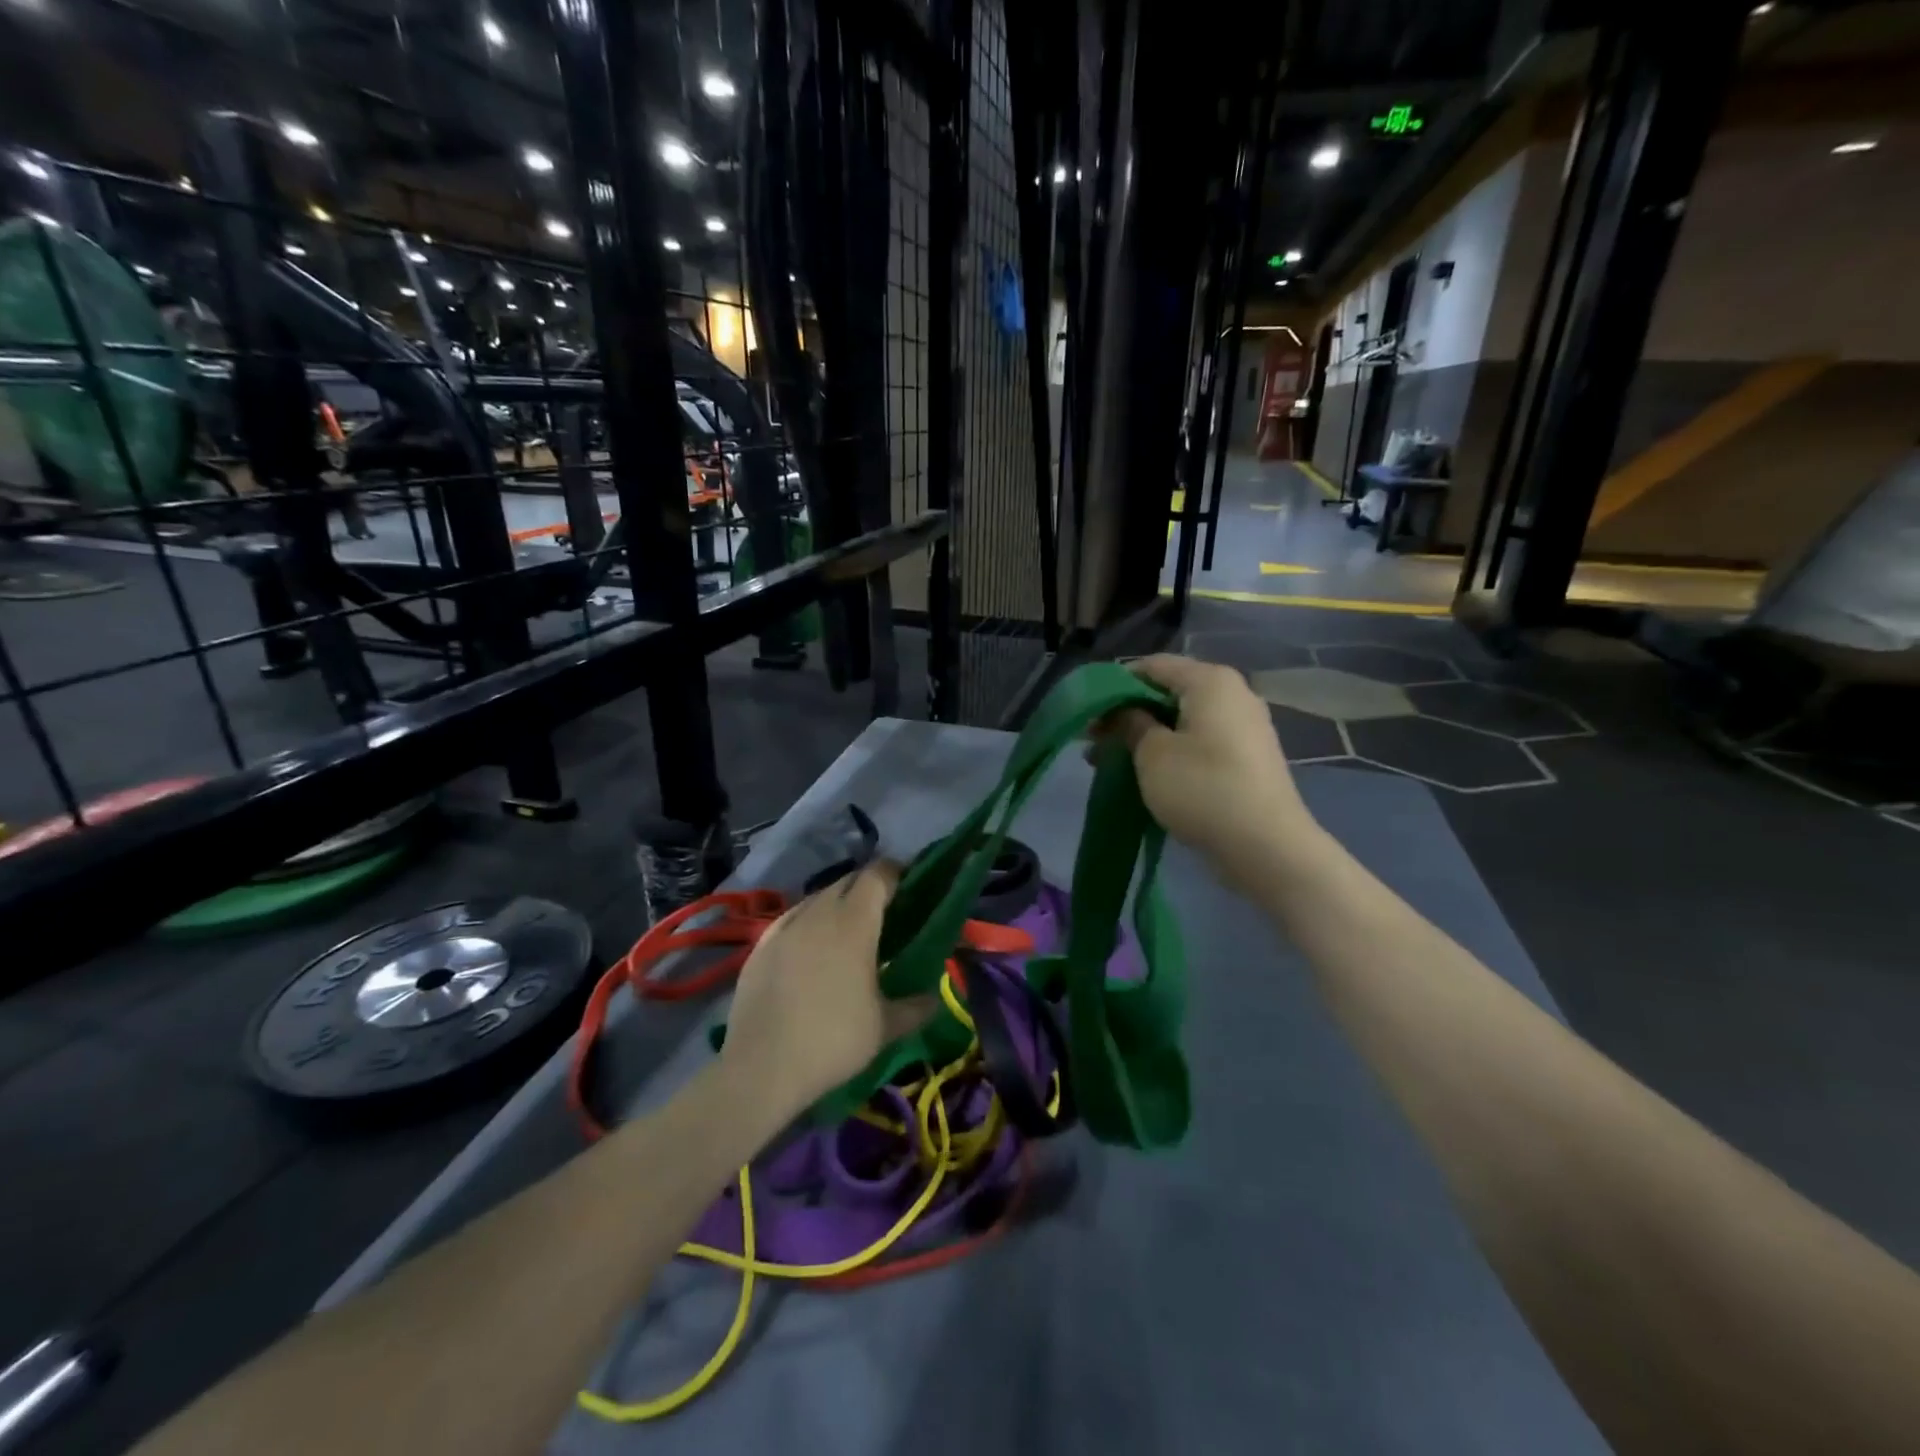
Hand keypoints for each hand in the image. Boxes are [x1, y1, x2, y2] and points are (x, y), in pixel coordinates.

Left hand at [719, 860, 937, 1114]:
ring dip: (836, 905)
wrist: (761, 1067)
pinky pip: (791, 920)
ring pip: (817, 899)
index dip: (896, 873)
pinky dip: (808, 924)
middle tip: (885, 913)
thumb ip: (915, 1007)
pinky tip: (810, 949)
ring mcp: (784, 926)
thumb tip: (935, 999)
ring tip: (848, 932)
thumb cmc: (833, 1040)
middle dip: (868, 888)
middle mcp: (819, 912)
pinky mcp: (760, 945)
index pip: (878, 876)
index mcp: (854, 921)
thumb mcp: (884, 1028)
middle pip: (847, 882)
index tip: (910, 885)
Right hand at [1102, 655, 1321, 891]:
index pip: (1153, 665)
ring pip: (1183, 721)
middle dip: (1128, 714)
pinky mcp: (1248, 758)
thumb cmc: (1202, 788)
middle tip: (1094, 741)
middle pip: (1169, 693)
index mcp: (1210, 681)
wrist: (1266, 847)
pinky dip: (1171, 752)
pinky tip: (1146, 774)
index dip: (1116, 685)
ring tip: (1111, 762)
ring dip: (1146, 737)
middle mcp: (1233, 694)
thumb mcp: (1152, 754)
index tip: (1089, 712)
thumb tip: (1123, 711)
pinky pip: (1200, 742)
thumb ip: (1130, 723)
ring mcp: (1245, 727)